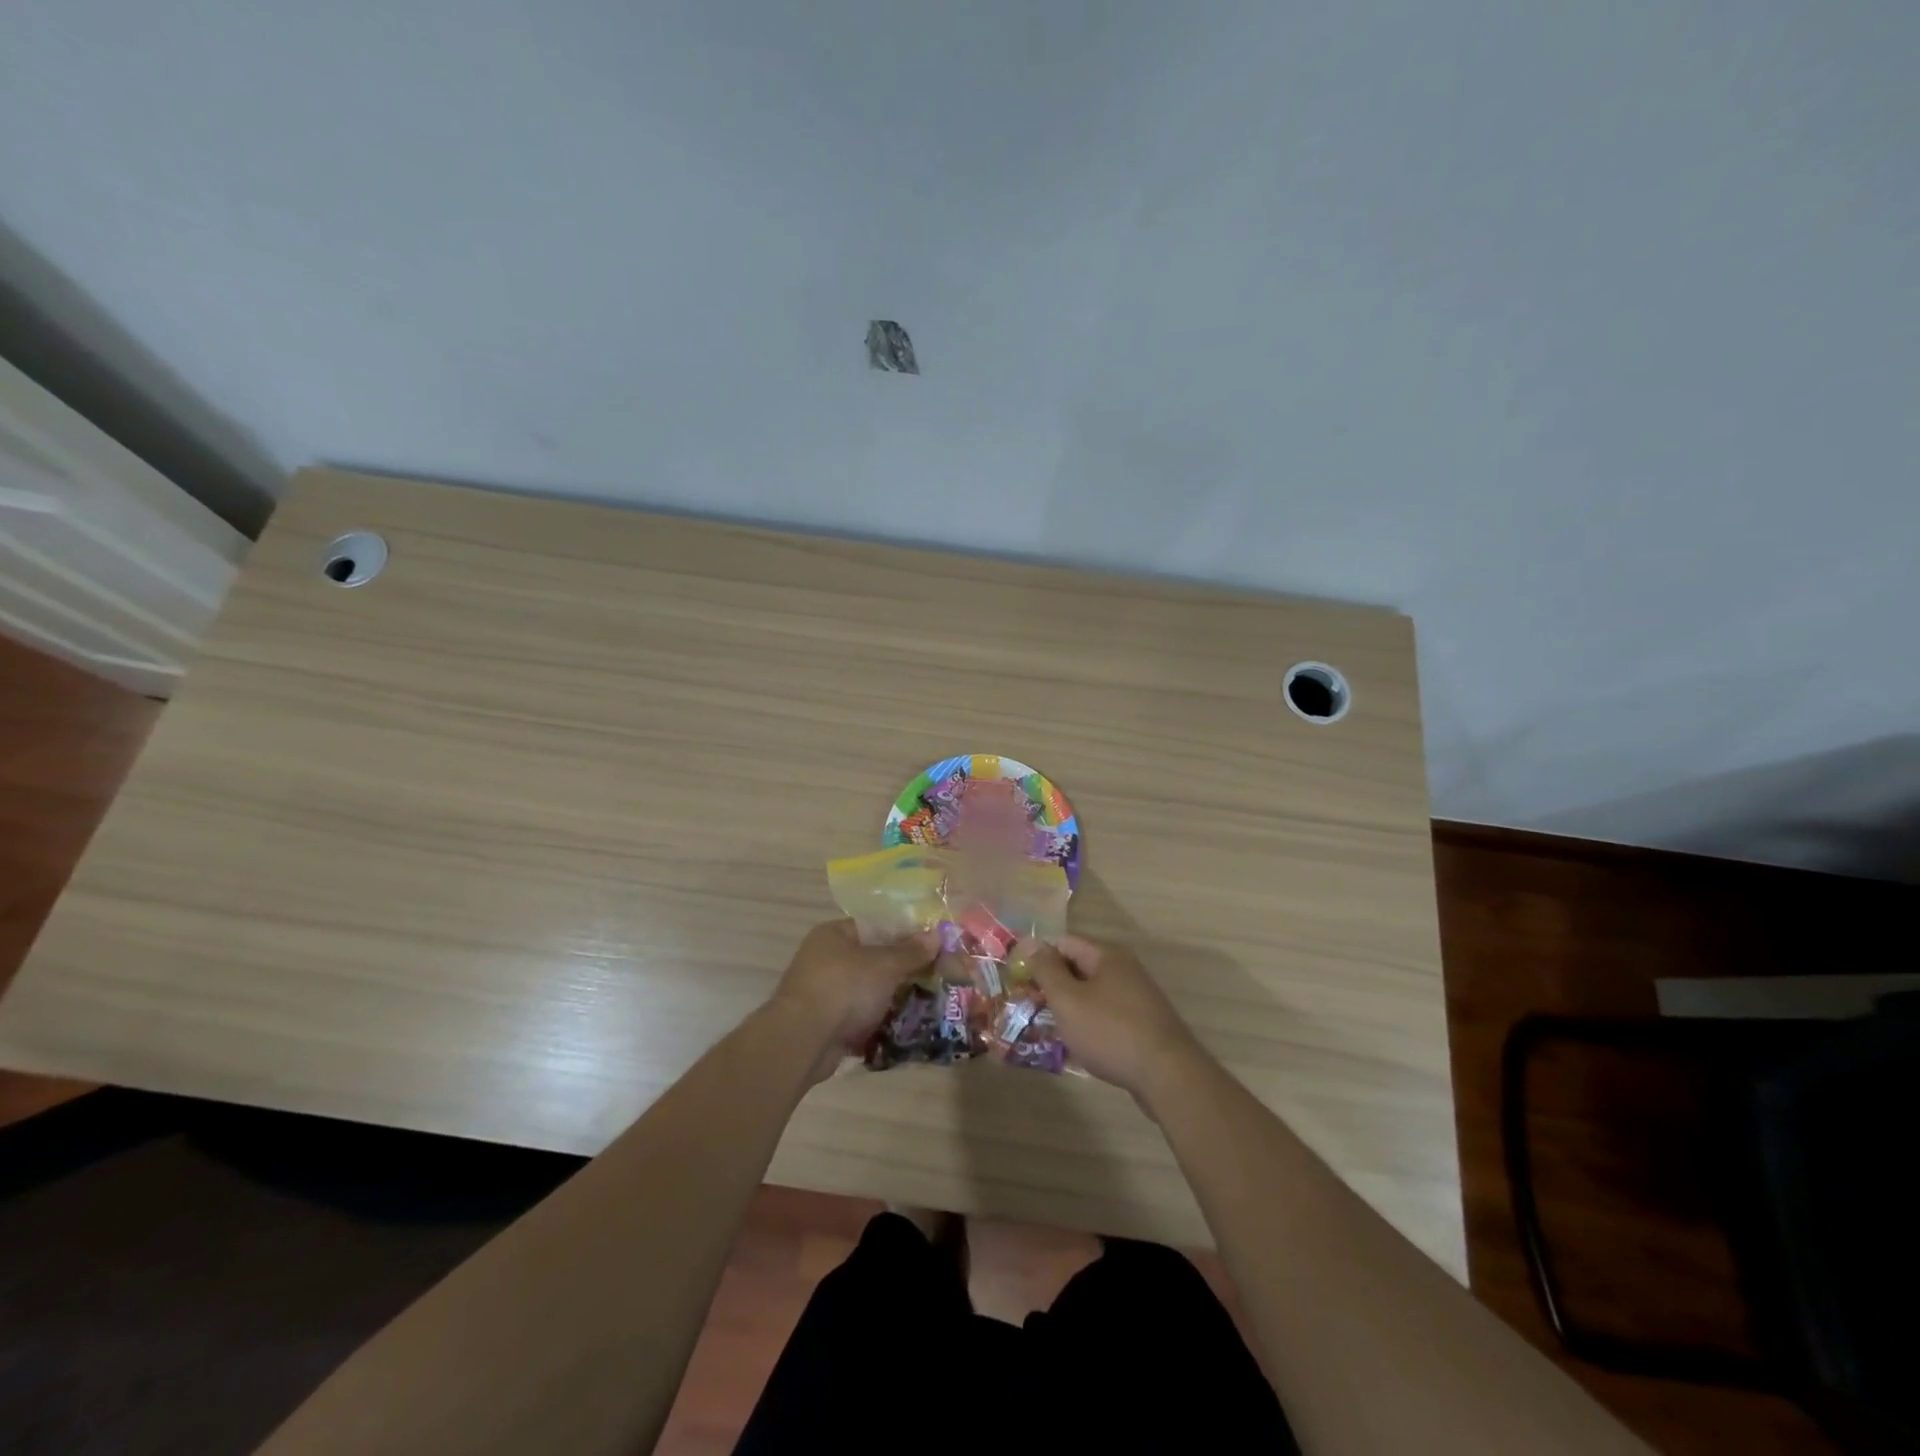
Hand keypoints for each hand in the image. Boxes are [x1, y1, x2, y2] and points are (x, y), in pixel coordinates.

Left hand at [771, 918, 938, 1061]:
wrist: (803, 1042)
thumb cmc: (844, 988)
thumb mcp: (884, 965)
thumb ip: (911, 951)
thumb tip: (936, 935)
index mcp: (833, 934)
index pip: (874, 926)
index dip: (904, 934)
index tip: (931, 946)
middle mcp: (824, 960)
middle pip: (872, 960)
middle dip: (902, 971)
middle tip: (934, 977)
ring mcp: (823, 994)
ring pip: (868, 992)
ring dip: (892, 1000)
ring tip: (927, 1004)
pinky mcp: (826, 1025)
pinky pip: (860, 1019)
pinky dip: (879, 1024)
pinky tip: (906, 1029)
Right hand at [1018, 935, 1206, 1100]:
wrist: (1167, 1075)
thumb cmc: (1110, 1032)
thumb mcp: (1068, 999)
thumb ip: (1046, 970)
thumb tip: (1031, 942)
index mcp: (1107, 955)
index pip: (1063, 943)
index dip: (1038, 958)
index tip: (1018, 980)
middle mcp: (1124, 968)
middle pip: (1079, 966)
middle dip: (1053, 984)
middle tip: (1028, 1005)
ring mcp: (1137, 996)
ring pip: (1092, 993)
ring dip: (1070, 1006)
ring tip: (1048, 1027)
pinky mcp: (1144, 1023)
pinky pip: (1107, 1014)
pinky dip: (1089, 1023)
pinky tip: (1078, 1044)